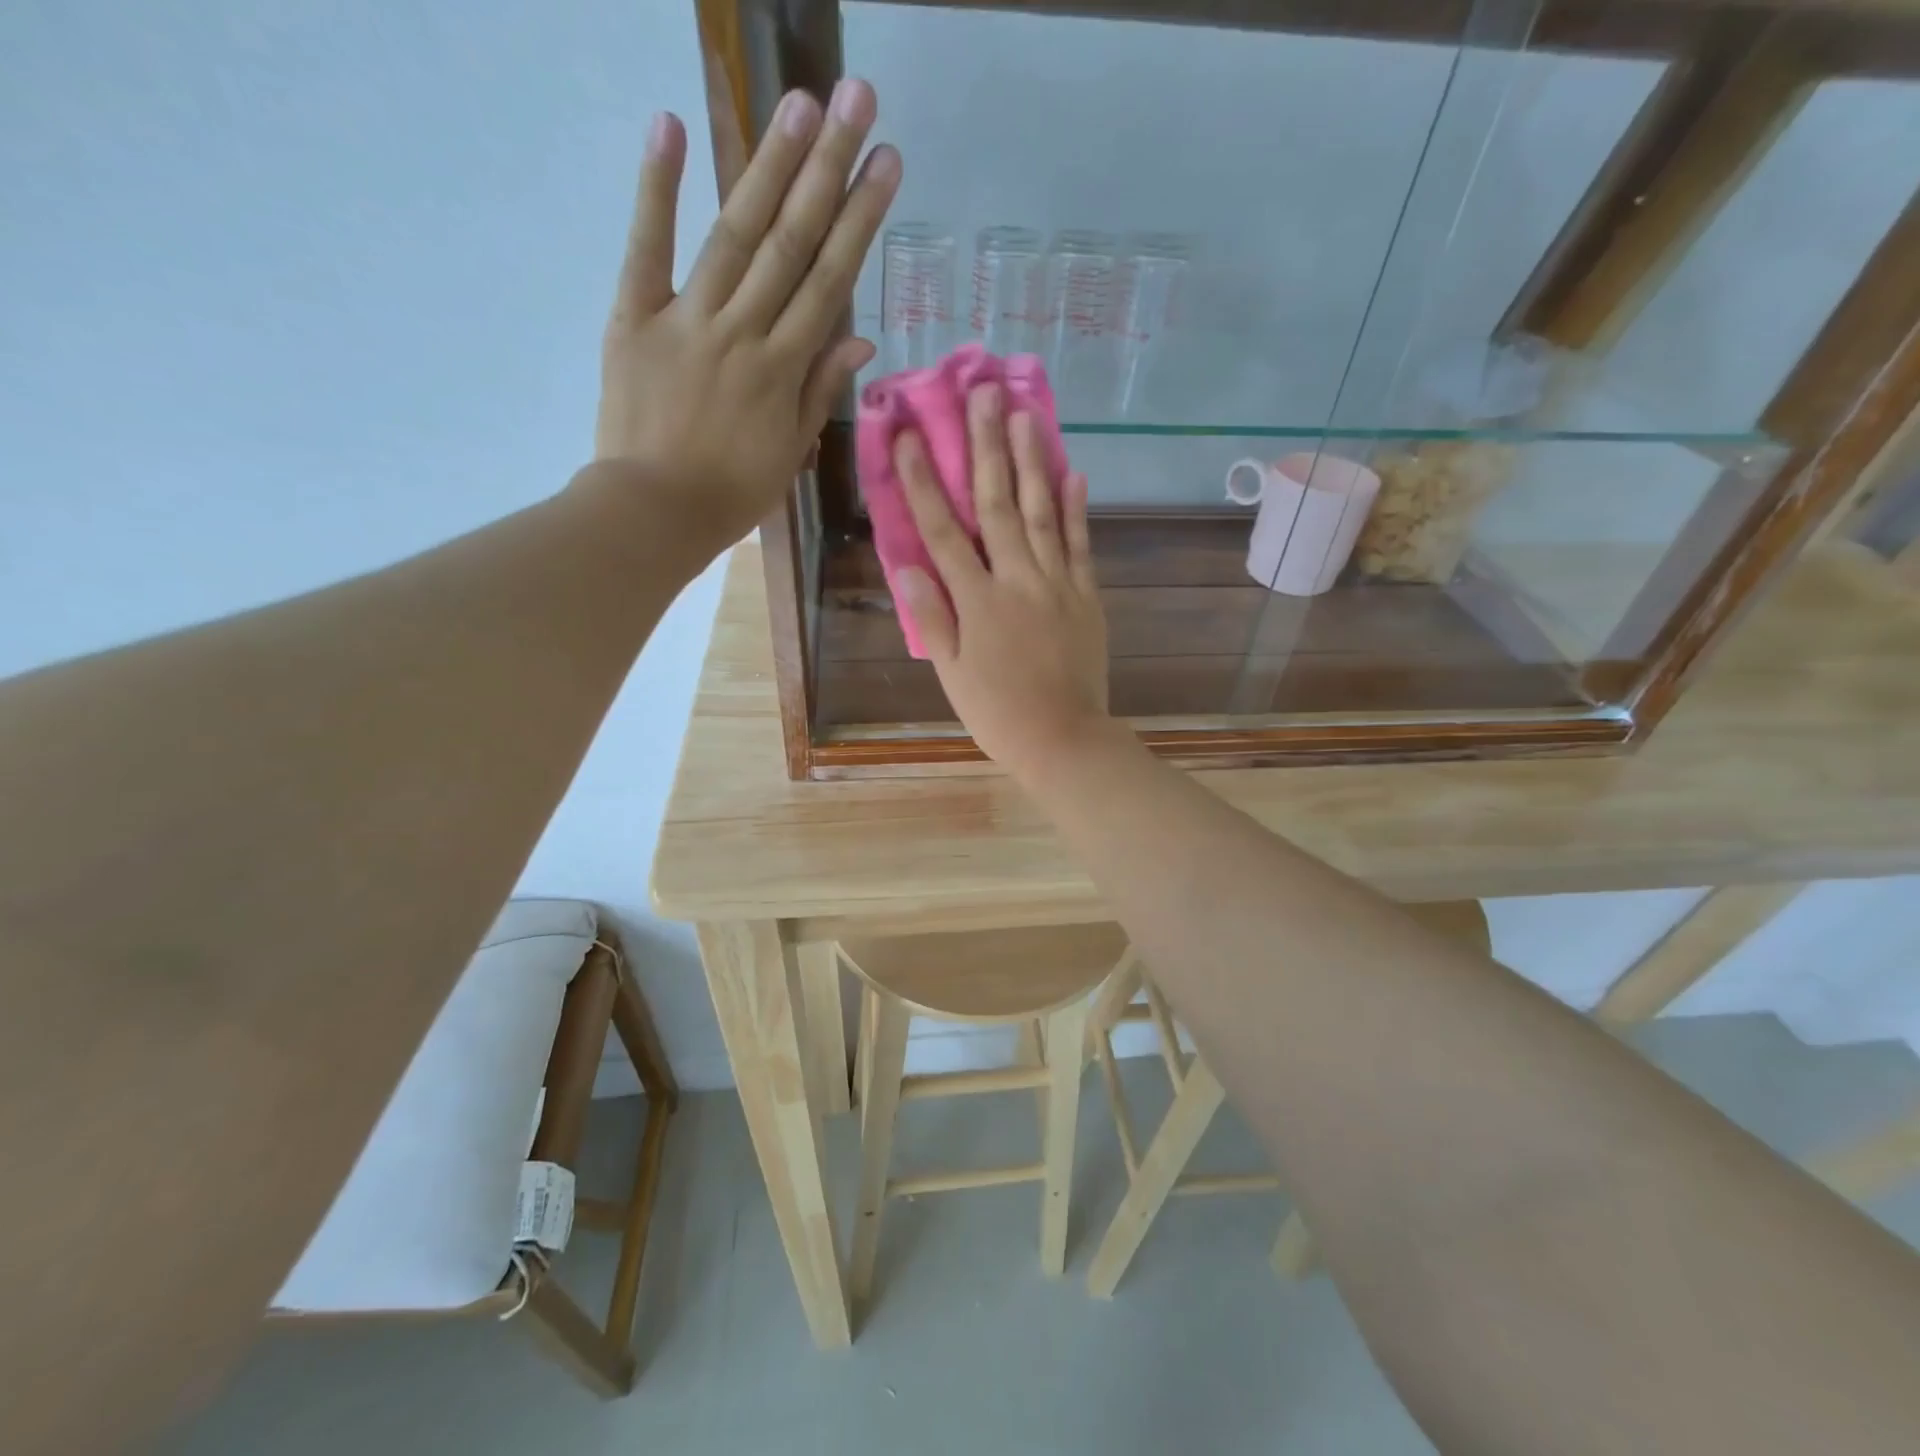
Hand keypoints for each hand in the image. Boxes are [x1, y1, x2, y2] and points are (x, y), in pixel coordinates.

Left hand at [590, 82, 898, 555]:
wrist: (653, 512)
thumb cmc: (730, 494)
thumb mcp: (789, 453)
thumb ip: (819, 391)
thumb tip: (859, 341)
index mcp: (782, 370)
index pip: (829, 284)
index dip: (860, 223)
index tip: (888, 167)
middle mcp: (742, 332)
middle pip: (791, 244)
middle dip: (828, 172)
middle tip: (856, 101)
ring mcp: (686, 319)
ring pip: (735, 236)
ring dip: (768, 166)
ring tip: (801, 104)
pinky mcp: (634, 317)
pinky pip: (646, 248)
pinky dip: (656, 189)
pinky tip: (671, 126)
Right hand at [895, 383, 1115, 778]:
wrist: (1063, 739)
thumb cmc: (997, 712)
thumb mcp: (951, 673)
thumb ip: (933, 617)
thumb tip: (908, 566)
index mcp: (977, 601)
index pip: (943, 531)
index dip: (924, 481)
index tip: (911, 435)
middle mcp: (1017, 580)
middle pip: (998, 504)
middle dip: (987, 446)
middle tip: (983, 393)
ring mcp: (1058, 584)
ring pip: (1043, 512)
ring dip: (1033, 461)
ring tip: (1027, 414)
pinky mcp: (1087, 596)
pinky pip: (1081, 545)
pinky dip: (1078, 509)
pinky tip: (1075, 472)